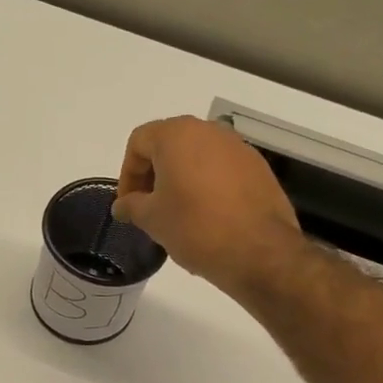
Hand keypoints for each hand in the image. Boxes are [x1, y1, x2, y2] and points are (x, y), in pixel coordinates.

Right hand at [110, 117, 302, 298]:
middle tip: (148, 207)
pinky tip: (206, 216)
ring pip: (197, 157)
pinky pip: (221, 170)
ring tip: (177, 213)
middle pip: (169, 145)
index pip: (139, 142)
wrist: (259, 251)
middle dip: (154, 174)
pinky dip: (207, 186)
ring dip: (181, 179)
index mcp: (177, 135)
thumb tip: (123, 205)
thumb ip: (131, 205)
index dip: (127, 173)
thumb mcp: (152, 219)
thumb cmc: (195, 227)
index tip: (128, 204)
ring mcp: (238, 148)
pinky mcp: (258, 168)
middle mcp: (209, 131)